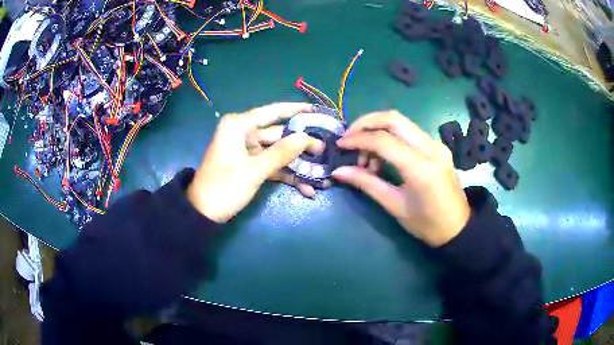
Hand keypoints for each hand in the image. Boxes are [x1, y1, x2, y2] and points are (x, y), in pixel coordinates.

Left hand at [187, 103, 324, 222]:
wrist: (203, 213)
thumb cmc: (224, 187)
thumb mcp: (254, 170)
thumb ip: (281, 153)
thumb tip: (306, 137)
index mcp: (239, 126)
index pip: (272, 112)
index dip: (296, 110)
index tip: (316, 110)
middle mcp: (244, 134)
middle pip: (279, 134)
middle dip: (301, 145)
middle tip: (325, 151)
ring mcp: (248, 151)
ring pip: (278, 152)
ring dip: (297, 164)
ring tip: (321, 174)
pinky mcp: (250, 166)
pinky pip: (272, 166)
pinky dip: (286, 175)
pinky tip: (306, 188)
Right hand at [332, 111, 469, 246]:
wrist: (458, 227)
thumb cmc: (427, 224)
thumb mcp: (395, 206)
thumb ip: (367, 183)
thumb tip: (338, 171)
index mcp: (420, 168)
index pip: (383, 141)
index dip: (358, 139)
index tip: (341, 144)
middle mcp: (430, 148)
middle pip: (393, 119)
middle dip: (366, 122)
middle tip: (349, 137)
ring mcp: (436, 144)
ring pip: (401, 122)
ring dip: (378, 130)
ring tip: (367, 157)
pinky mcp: (437, 146)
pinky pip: (409, 132)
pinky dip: (391, 136)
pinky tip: (383, 156)